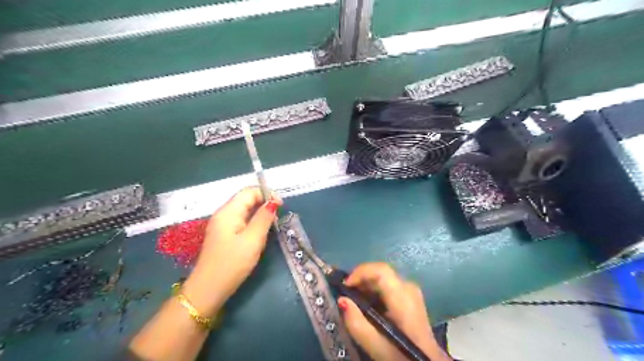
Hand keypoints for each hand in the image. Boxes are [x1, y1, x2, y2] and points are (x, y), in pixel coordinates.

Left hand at [180, 187, 281, 316]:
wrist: (208, 289)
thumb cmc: (232, 263)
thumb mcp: (253, 240)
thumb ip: (263, 218)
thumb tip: (273, 202)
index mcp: (228, 212)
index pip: (249, 191)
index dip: (267, 194)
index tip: (281, 206)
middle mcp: (223, 214)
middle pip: (246, 199)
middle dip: (264, 204)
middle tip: (277, 218)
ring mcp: (222, 225)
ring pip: (244, 210)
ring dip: (259, 214)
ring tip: (270, 227)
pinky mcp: (223, 235)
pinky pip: (241, 221)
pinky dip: (253, 223)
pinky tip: (259, 235)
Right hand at [338, 262, 448, 360]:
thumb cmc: (401, 354)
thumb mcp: (376, 345)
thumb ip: (356, 323)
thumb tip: (342, 300)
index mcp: (402, 297)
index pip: (380, 270)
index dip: (360, 272)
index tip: (345, 286)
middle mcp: (408, 287)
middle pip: (380, 272)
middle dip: (360, 279)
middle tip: (346, 295)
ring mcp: (411, 291)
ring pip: (383, 277)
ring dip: (366, 285)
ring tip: (354, 301)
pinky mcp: (410, 296)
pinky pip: (388, 284)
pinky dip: (375, 290)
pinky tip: (368, 305)